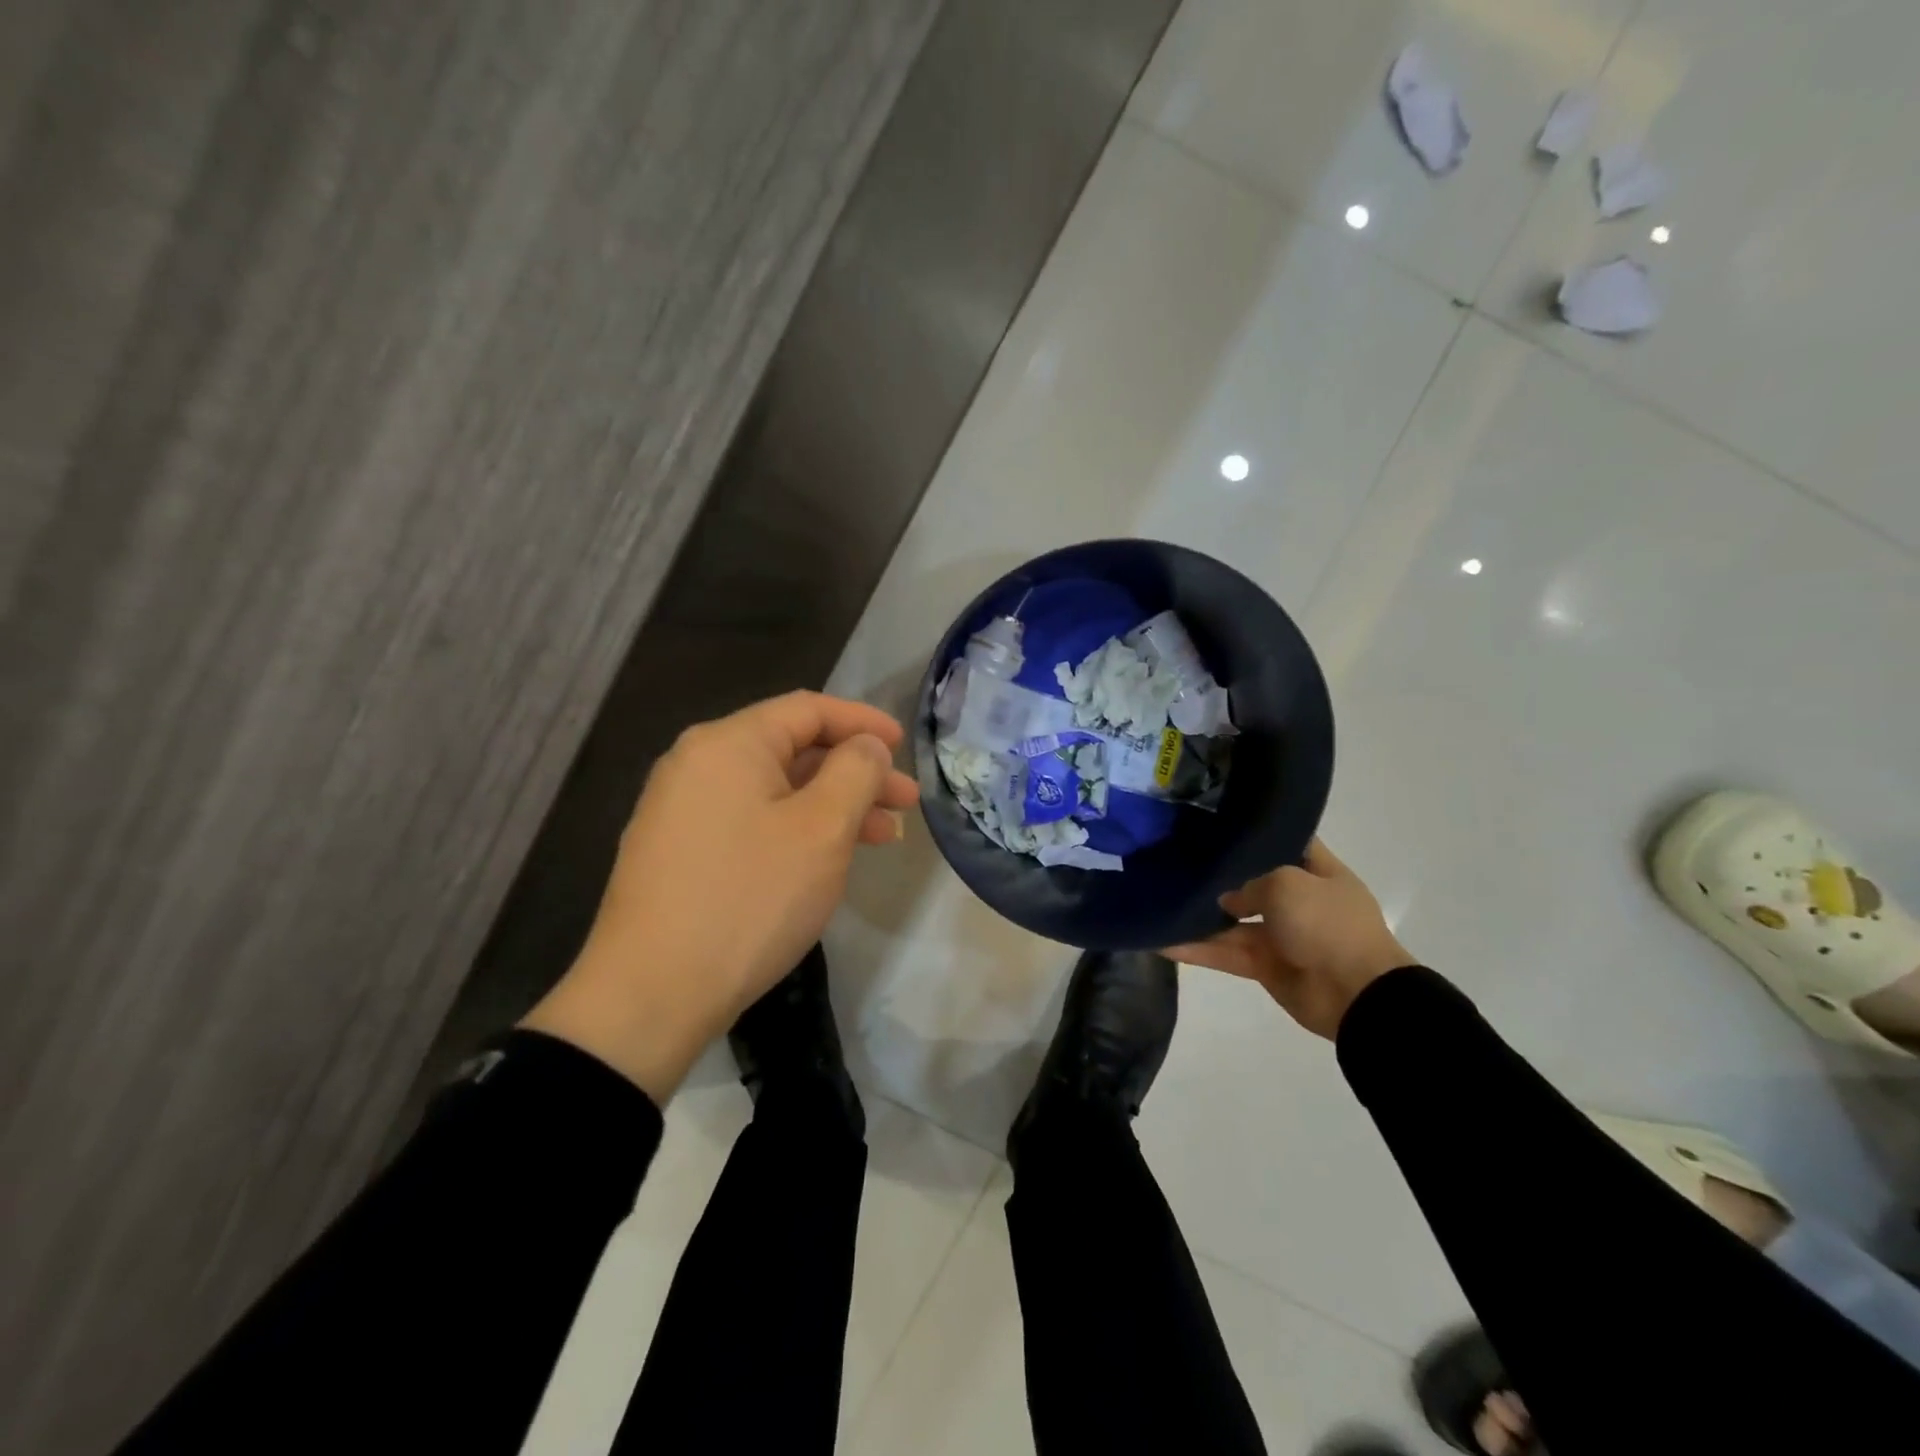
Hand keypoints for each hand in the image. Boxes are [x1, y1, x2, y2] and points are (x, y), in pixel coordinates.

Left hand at [522, 692, 919, 1100]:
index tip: (904, 746)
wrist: (650, 995)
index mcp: (728, 744)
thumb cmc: (749, 898)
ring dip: (832, 806)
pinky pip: (750, 822)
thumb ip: (856, 771)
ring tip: (882, 838)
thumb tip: (866, 745)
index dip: (863, 723)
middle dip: (855, 772)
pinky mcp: (678, 853)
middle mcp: (697, 764)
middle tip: (905, 803)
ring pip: (774, 791)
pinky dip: (797, 830)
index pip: (808, 710)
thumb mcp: (822, 829)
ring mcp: (681, 811)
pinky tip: (826, 860)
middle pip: (792, 750)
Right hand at [1167, 839, 1412, 1039]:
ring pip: (1232, 921)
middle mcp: (1299, 900)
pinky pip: (1225, 953)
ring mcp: (1281, 935)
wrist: (1356, 995)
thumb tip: (1227, 900)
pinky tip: (1161, 941)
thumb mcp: (1287, 883)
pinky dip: (1197, 950)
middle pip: (1252, 882)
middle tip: (1175, 857)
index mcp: (1319, 872)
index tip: (1217, 821)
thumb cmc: (1328, 924)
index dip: (1258, 832)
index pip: (1286, 841)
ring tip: (1159, 900)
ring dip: (1200, 917)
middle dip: (1219, 875)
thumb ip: (1249, 884)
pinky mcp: (1265, 966)